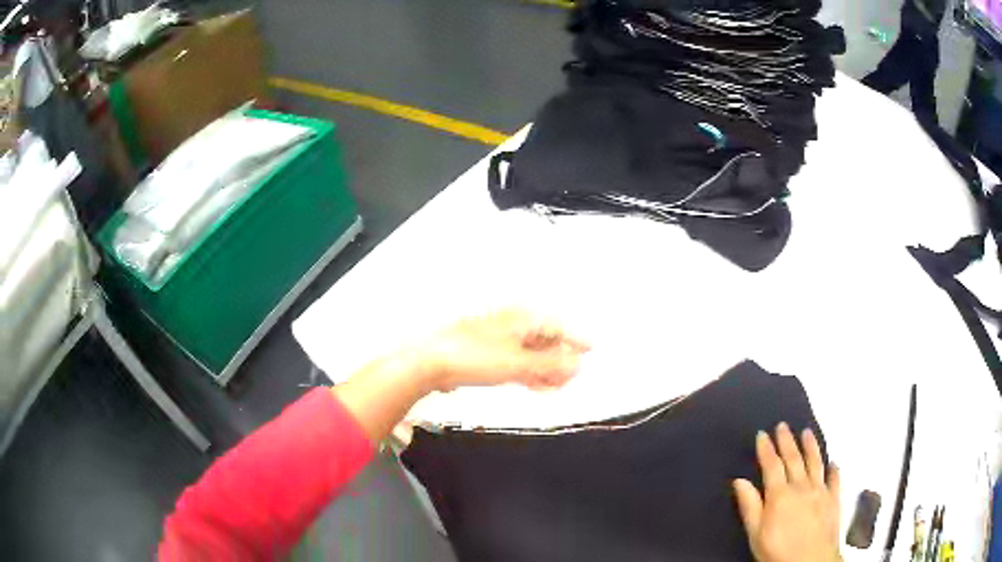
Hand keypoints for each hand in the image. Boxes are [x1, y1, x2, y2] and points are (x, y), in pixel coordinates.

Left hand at [411, 308, 590, 391]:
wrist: (430, 362)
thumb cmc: (477, 357)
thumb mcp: (519, 362)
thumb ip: (551, 364)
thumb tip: (578, 364)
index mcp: (522, 317)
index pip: (557, 326)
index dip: (575, 339)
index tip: (592, 350)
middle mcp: (512, 324)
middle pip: (544, 339)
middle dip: (560, 359)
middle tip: (572, 378)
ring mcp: (498, 338)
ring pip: (530, 352)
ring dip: (545, 369)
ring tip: (556, 387)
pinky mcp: (486, 354)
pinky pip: (516, 361)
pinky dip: (528, 373)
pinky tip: (535, 386)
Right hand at [733, 423, 841, 561]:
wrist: (810, 561)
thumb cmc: (777, 550)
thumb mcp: (756, 534)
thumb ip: (750, 506)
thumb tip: (740, 480)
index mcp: (780, 495)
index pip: (772, 466)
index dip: (766, 449)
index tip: (762, 434)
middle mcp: (801, 486)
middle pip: (794, 459)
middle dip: (787, 441)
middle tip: (783, 425)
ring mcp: (820, 490)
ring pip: (815, 462)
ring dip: (810, 446)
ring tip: (807, 432)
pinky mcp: (834, 498)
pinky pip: (834, 478)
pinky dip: (833, 469)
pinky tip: (833, 462)